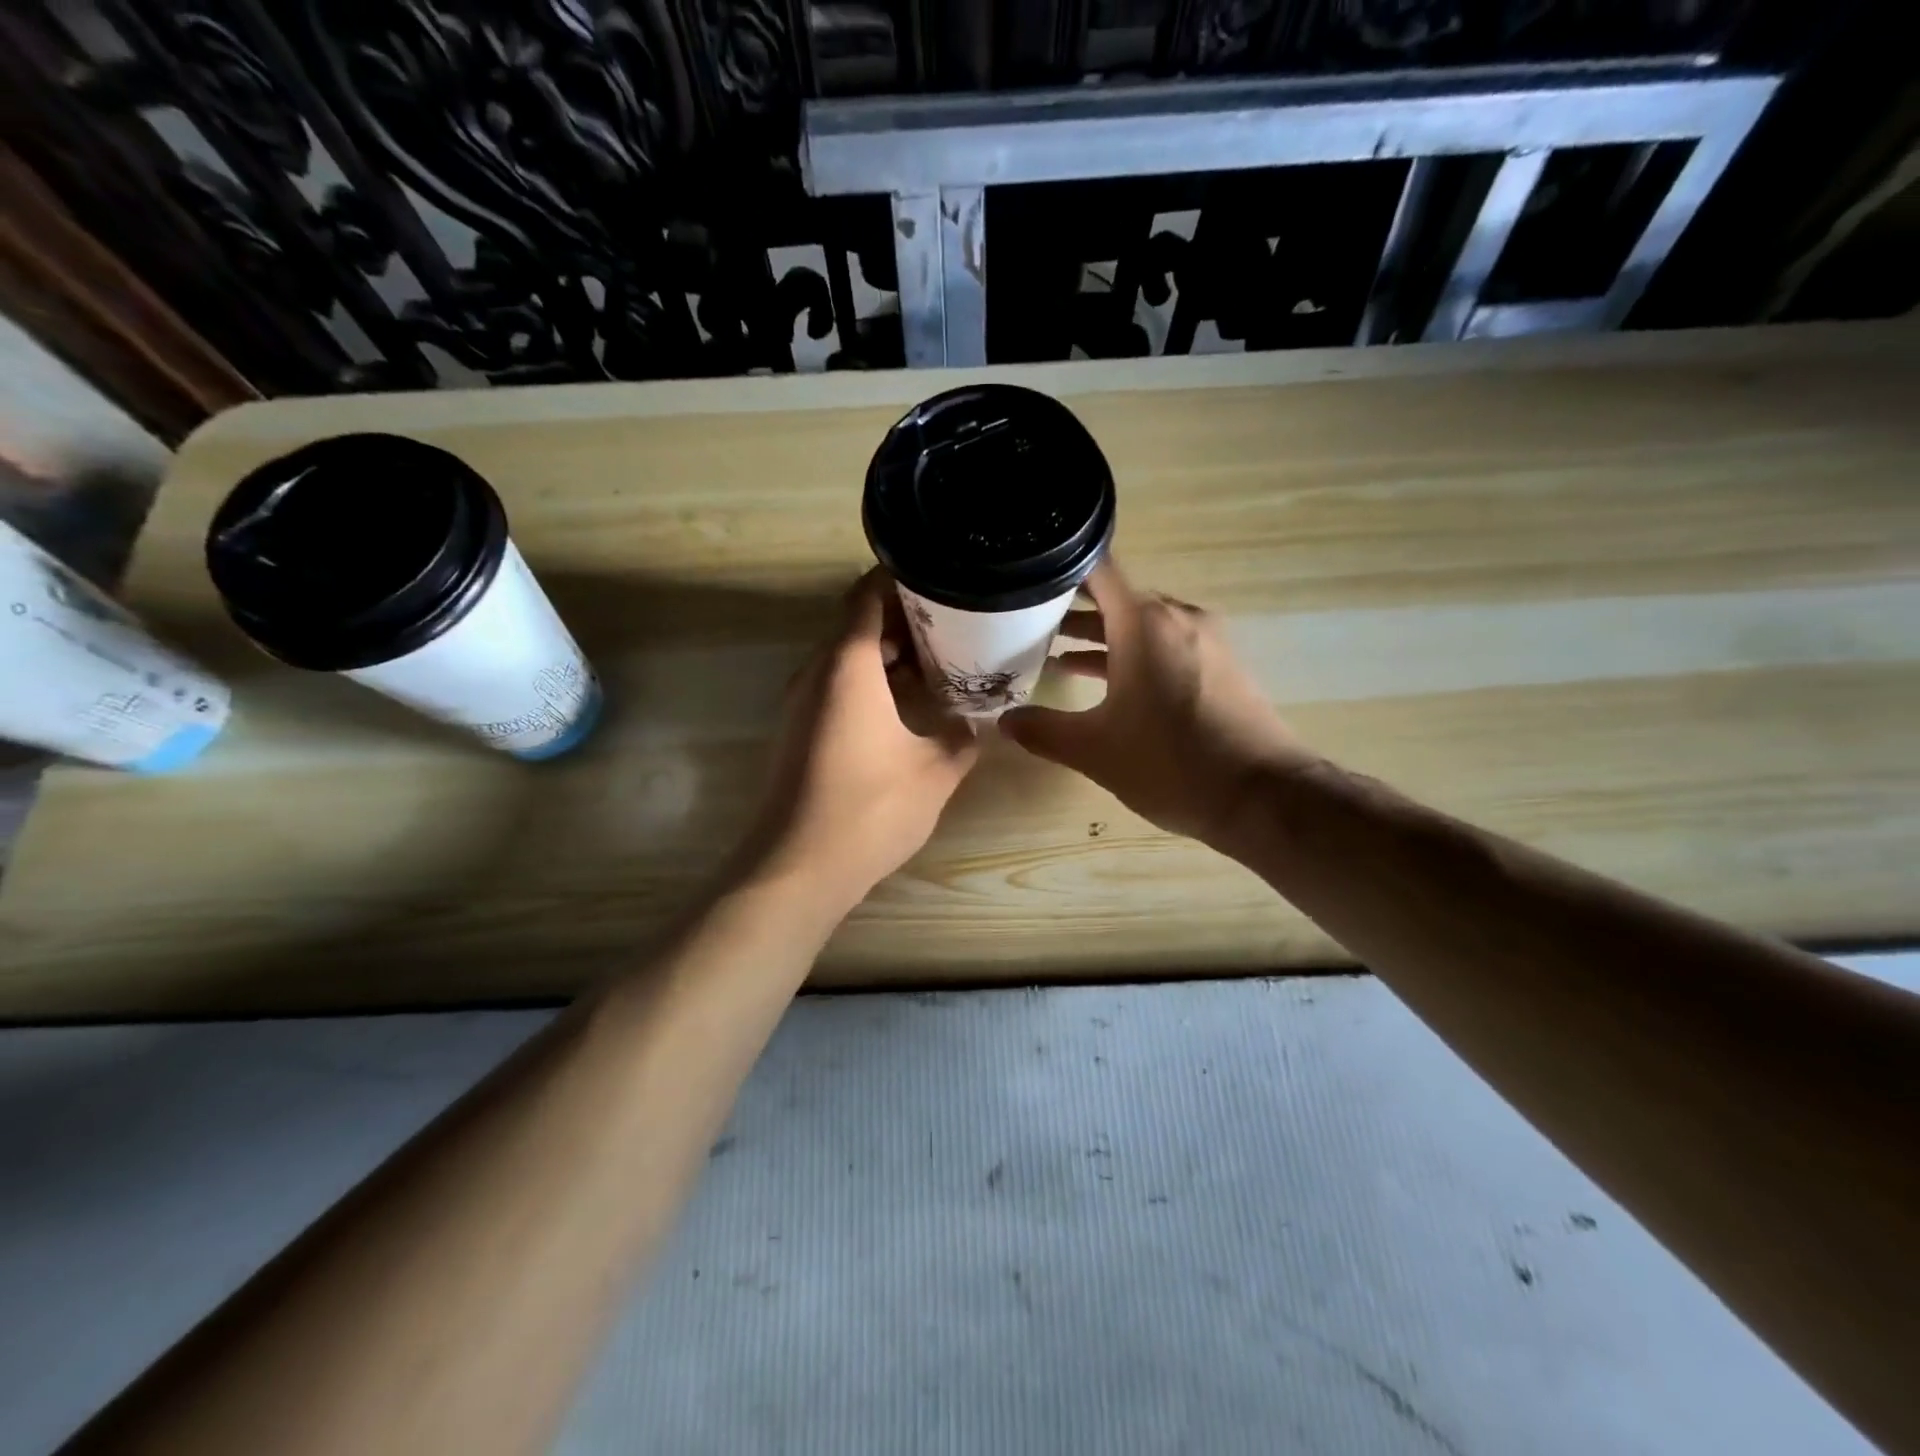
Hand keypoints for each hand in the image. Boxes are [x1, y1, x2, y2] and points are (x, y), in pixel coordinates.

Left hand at [741, 570, 979, 913]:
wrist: (797, 867)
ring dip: (887, 654)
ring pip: (846, 658)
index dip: (902, 579)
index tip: (941, 577)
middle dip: (903, 618)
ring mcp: (801, 703)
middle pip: (857, 624)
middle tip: (954, 622)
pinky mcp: (798, 731)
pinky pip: (836, 687)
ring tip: (938, 661)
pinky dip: (870, 682)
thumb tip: (974, 723)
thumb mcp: (935, 772)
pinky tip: (906, 706)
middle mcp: (817, 673)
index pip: (868, 595)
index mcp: (848, 666)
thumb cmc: (870, 809)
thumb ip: (961, 738)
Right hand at [999, 559, 1308, 847]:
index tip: (1022, 583)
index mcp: (1144, 622)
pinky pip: (1166, 644)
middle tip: (1026, 624)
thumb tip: (1004, 721)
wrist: (1263, 797)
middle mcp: (1177, 617)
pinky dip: (1133, 654)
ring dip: (1102, 635)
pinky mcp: (1220, 665)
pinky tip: (1108, 683)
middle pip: (1116, 596)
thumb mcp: (1095, 750)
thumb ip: (1043, 731)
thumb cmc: (1172, 763)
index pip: (1095, 569)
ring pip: (1141, 623)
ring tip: (1056, 653)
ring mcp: (1205, 639)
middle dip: (1072, 609)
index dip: (1056, 571)